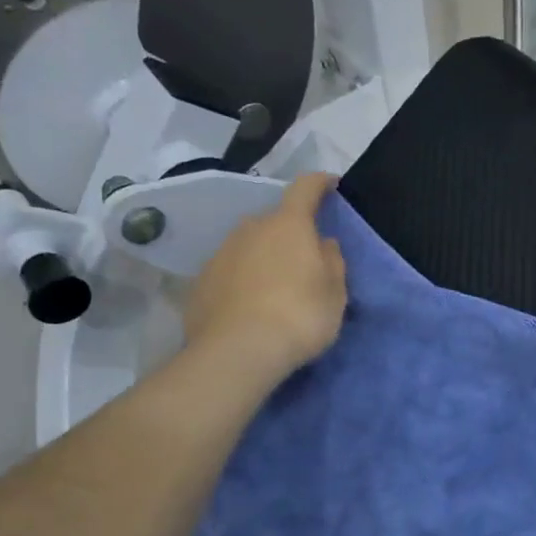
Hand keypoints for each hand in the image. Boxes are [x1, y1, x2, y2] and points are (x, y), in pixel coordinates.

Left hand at [183, 172, 347, 392]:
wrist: (237, 352)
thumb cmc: (299, 316)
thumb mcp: (334, 294)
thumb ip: (332, 262)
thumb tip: (323, 243)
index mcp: (288, 225)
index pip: (305, 188)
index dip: (320, 183)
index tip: (331, 183)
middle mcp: (250, 229)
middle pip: (274, 221)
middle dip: (290, 233)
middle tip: (304, 260)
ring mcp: (220, 254)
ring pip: (249, 246)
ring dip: (264, 258)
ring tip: (275, 288)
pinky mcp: (200, 282)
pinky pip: (230, 272)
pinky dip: (242, 281)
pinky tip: (249, 308)